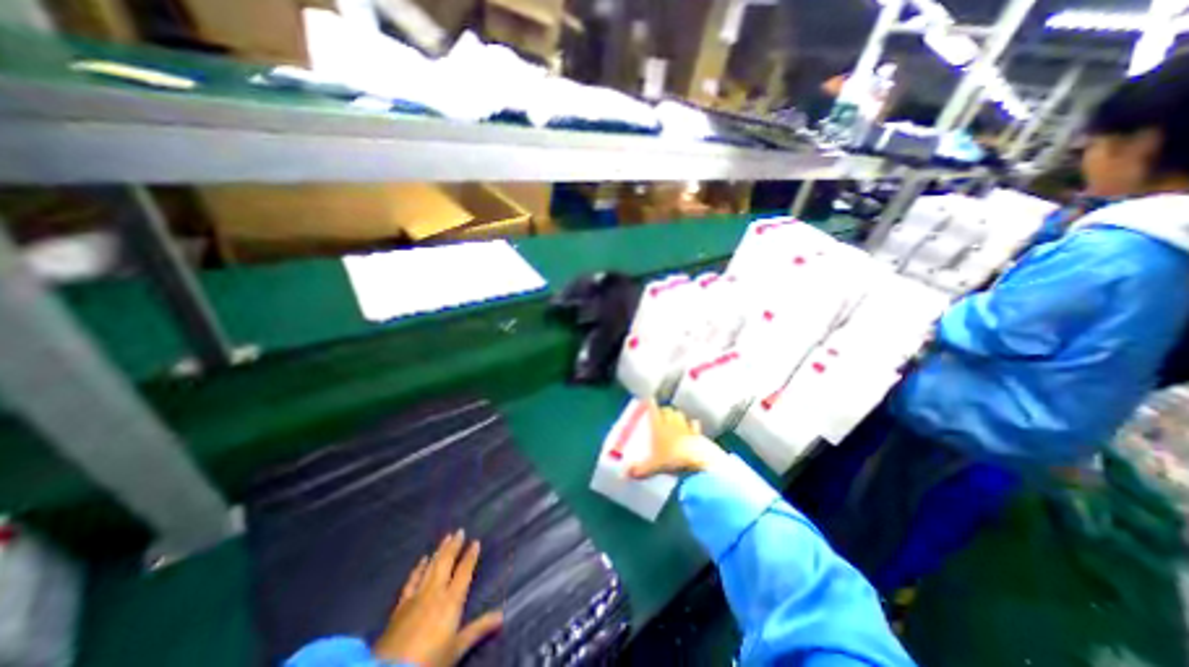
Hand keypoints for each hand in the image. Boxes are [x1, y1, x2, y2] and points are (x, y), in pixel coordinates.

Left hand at [371, 531, 500, 665]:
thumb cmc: (429, 661)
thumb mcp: (457, 648)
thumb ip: (478, 629)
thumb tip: (502, 616)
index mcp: (452, 599)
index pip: (464, 572)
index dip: (470, 556)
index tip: (476, 541)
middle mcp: (435, 591)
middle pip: (446, 563)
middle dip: (454, 546)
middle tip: (459, 531)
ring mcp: (416, 597)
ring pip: (430, 567)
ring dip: (439, 552)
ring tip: (445, 538)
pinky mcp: (400, 606)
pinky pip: (412, 581)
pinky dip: (418, 569)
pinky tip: (422, 560)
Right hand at [625, 402, 730, 477]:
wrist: (697, 462)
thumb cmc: (671, 461)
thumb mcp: (652, 467)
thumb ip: (639, 470)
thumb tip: (625, 474)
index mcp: (658, 428)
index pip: (653, 411)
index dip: (651, 404)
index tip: (649, 400)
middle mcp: (671, 424)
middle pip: (668, 410)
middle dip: (664, 411)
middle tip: (661, 414)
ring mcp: (685, 428)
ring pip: (680, 415)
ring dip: (676, 415)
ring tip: (674, 419)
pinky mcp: (697, 435)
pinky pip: (694, 425)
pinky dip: (692, 425)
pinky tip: (692, 426)